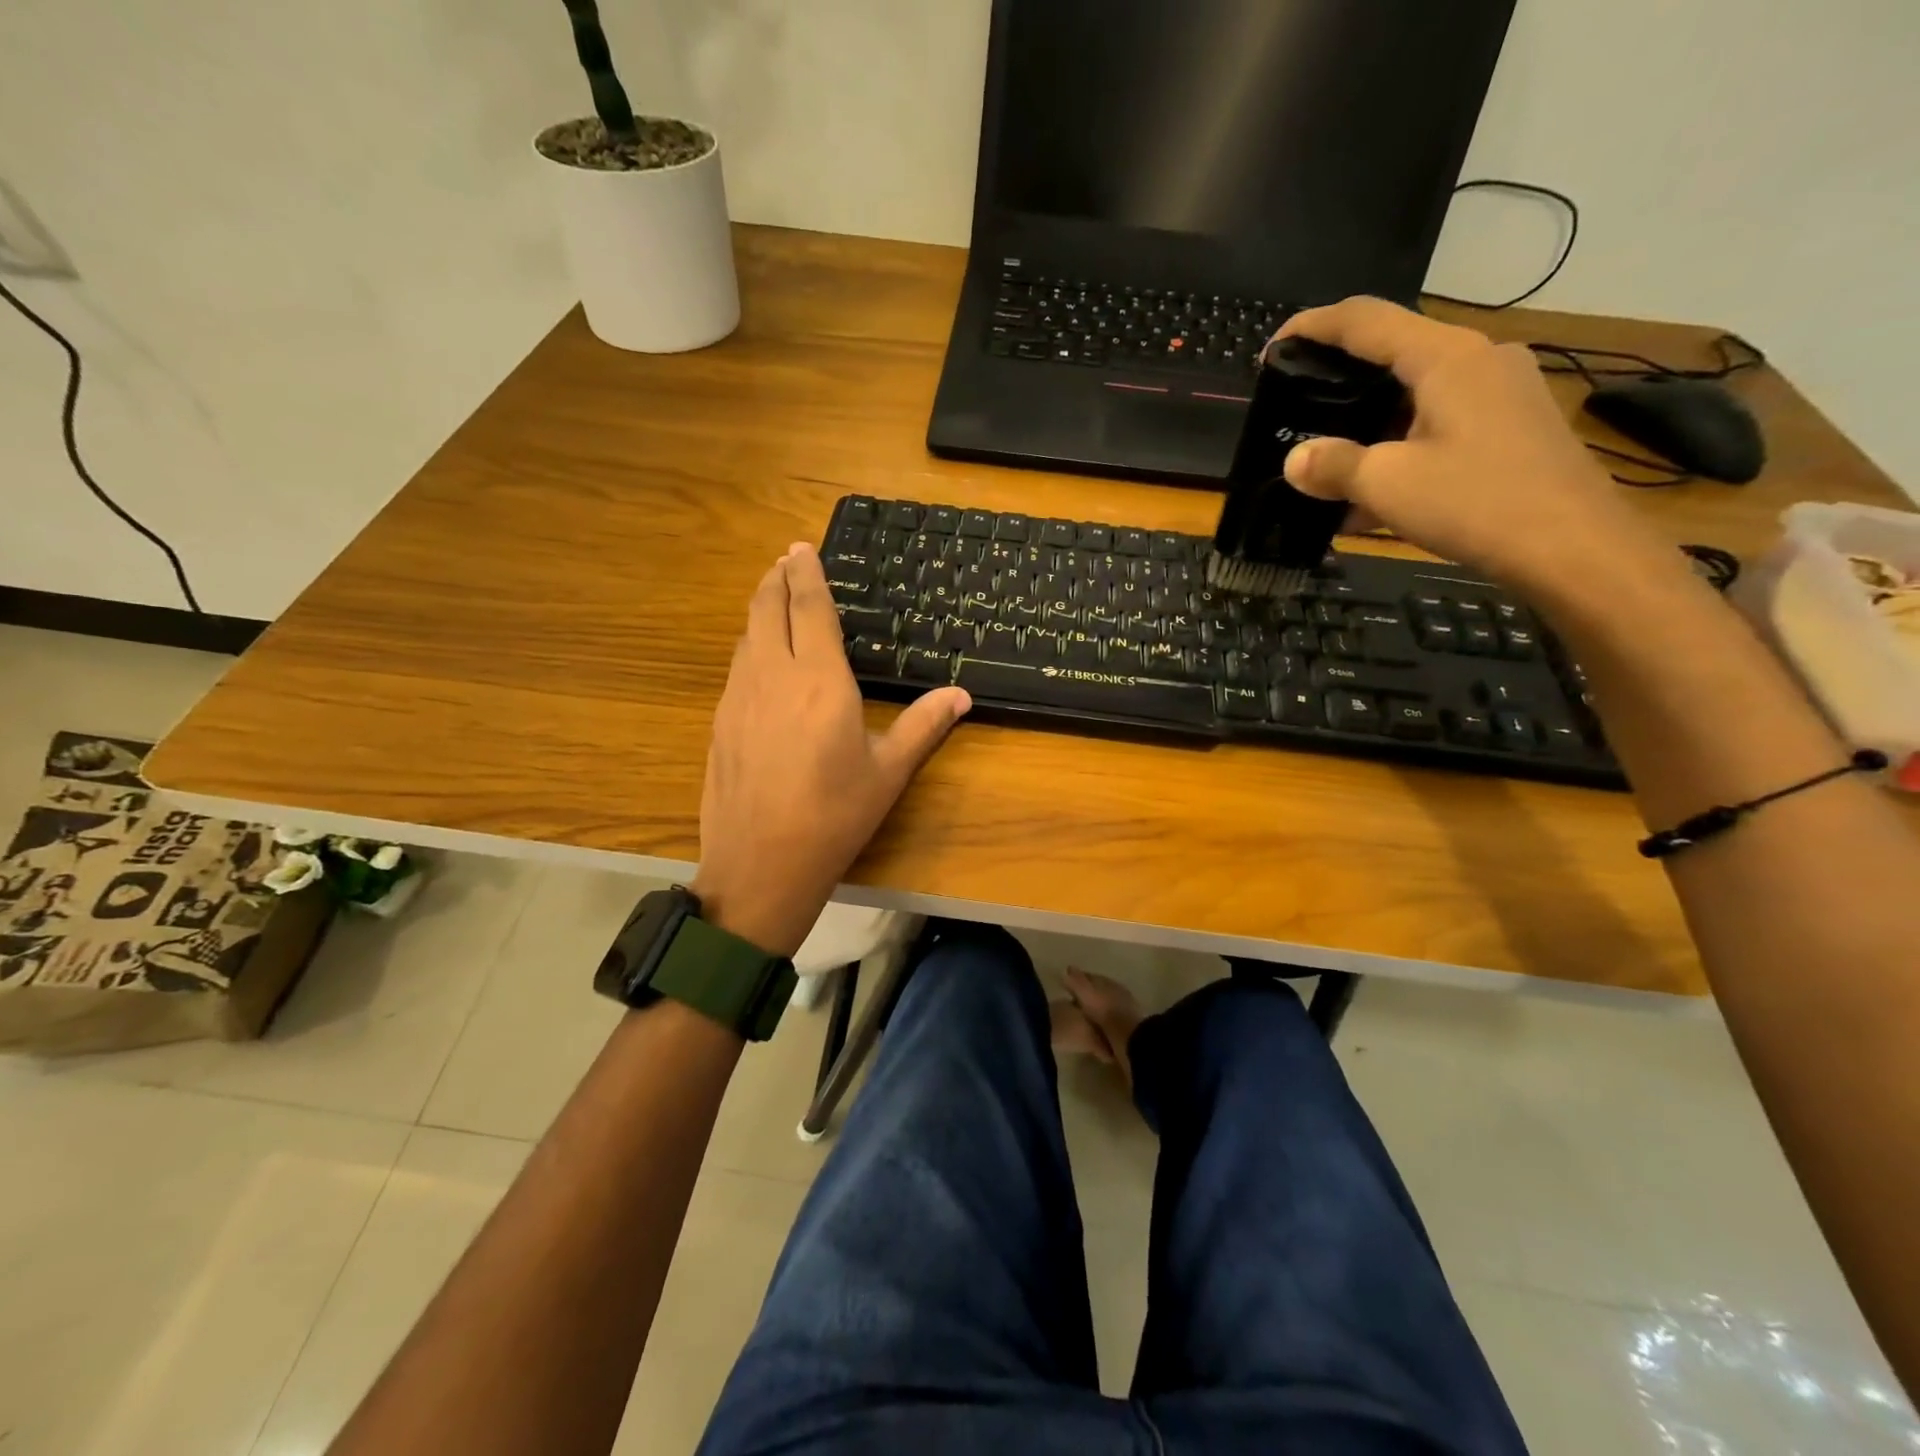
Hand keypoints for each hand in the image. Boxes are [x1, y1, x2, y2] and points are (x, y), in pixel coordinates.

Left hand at [691, 543, 971, 957]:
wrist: (760, 864)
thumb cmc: (834, 817)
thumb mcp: (888, 772)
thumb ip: (923, 725)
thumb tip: (961, 695)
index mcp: (821, 682)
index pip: (811, 610)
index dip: (807, 574)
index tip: (802, 547)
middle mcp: (774, 676)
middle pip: (767, 609)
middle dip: (776, 578)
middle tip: (786, 560)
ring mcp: (739, 698)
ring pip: (747, 636)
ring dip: (760, 609)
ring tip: (774, 599)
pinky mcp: (720, 721)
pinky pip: (737, 666)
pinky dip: (750, 645)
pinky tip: (759, 658)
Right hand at [1277, 298, 1681, 597]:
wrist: (1573, 547)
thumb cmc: (1475, 502)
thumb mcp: (1387, 484)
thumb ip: (1333, 465)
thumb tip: (1295, 460)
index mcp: (1446, 356)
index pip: (1366, 320)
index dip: (1312, 327)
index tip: (1272, 349)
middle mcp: (1478, 359)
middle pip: (1393, 353)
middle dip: (1339, 380)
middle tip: (1297, 409)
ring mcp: (1501, 392)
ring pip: (1416, 393)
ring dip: (1368, 423)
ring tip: (1330, 462)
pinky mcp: (1512, 426)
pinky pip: (1440, 422)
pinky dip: (1400, 447)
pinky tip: (1374, 493)